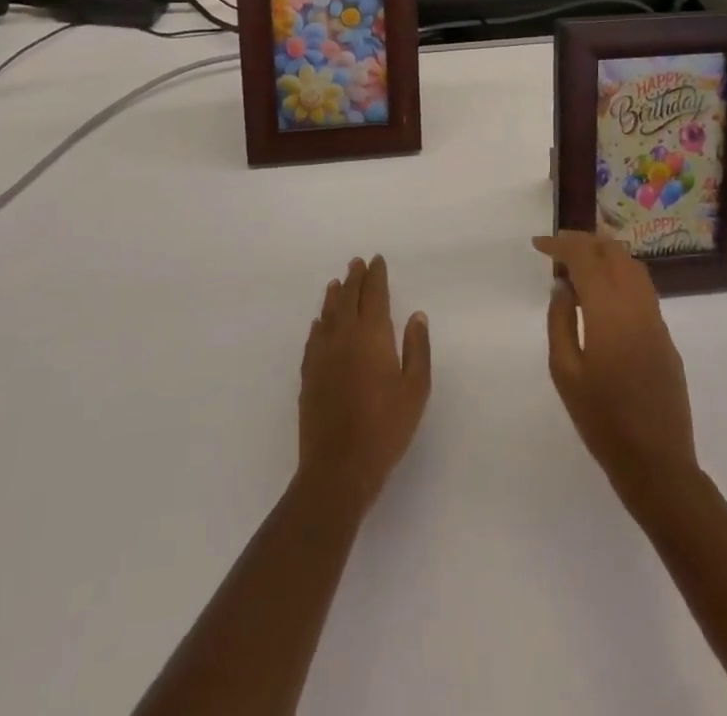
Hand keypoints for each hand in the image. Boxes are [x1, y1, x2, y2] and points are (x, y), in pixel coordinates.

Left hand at [298, 255, 430, 512]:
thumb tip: (416, 316)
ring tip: (336, 284)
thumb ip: (417, 349)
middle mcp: (344, 336)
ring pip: (328, 315)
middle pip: (348, 298)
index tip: (376, 260)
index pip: (373, 294)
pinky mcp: (308, 375)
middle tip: (357, 263)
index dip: (376, 276)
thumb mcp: (415, 389)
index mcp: (372, 335)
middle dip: (354, 278)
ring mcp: (322, 355)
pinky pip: (313, 338)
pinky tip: (319, 324)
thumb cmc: (385, 427)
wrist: (338, 466)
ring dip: (334, 296)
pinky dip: (318, 324)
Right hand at [533, 233, 697, 502]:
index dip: (561, 244)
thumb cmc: (601, 420)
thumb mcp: (565, 372)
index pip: (586, 258)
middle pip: (614, 253)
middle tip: (558, 246)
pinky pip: (643, 288)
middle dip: (585, 241)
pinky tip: (604, 288)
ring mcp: (656, 320)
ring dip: (606, 252)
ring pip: (634, 266)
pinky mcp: (666, 337)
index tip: (539, 244)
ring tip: (580, 257)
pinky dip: (621, 273)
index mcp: (609, 312)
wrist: (657, 464)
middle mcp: (637, 306)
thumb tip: (563, 286)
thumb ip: (560, 321)